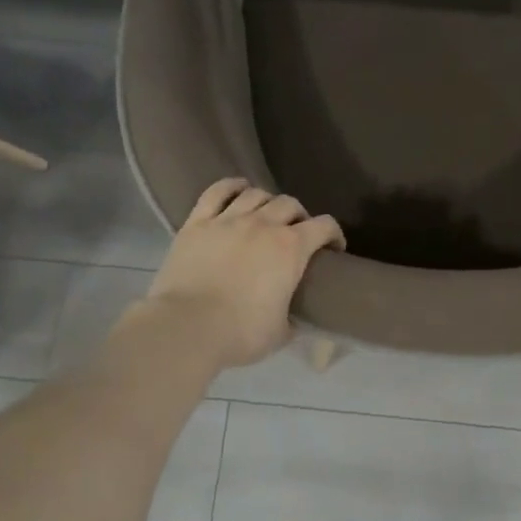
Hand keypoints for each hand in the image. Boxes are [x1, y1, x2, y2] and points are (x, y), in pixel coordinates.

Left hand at [142, 178, 344, 369]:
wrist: (187, 327)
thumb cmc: (241, 332)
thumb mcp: (281, 333)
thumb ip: (293, 319)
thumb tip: (295, 320)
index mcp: (291, 248)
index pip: (325, 226)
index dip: (334, 235)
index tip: (333, 249)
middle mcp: (263, 224)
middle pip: (290, 204)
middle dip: (300, 217)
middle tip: (297, 234)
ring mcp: (228, 220)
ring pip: (256, 194)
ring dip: (268, 202)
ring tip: (267, 216)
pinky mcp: (197, 223)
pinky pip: (217, 192)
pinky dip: (232, 187)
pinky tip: (238, 190)